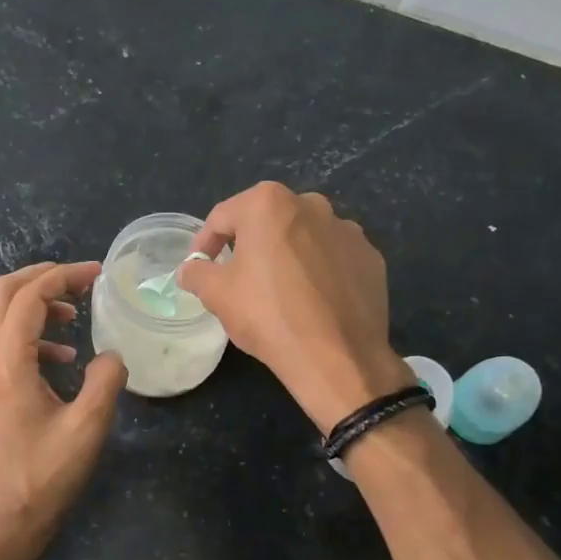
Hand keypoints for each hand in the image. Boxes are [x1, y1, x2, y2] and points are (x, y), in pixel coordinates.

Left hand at [0, 261, 126, 559]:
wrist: (3, 520)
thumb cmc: (45, 477)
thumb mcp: (87, 429)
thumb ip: (105, 382)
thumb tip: (113, 355)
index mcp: (8, 365)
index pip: (28, 298)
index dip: (63, 277)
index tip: (97, 274)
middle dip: (39, 278)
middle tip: (77, 281)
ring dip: (30, 304)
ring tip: (72, 315)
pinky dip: (27, 333)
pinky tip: (60, 357)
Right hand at [180, 182, 411, 430]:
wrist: (336, 356)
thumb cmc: (268, 315)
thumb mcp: (217, 295)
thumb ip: (197, 273)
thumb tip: (190, 269)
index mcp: (269, 204)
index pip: (223, 217)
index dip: (205, 243)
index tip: (200, 267)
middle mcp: (312, 204)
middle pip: (267, 222)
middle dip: (250, 245)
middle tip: (239, 279)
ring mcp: (347, 230)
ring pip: (304, 238)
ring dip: (288, 256)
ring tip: (280, 292)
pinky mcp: (370, 258)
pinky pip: (334, 259)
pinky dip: (320, 272)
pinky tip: (313, 302)